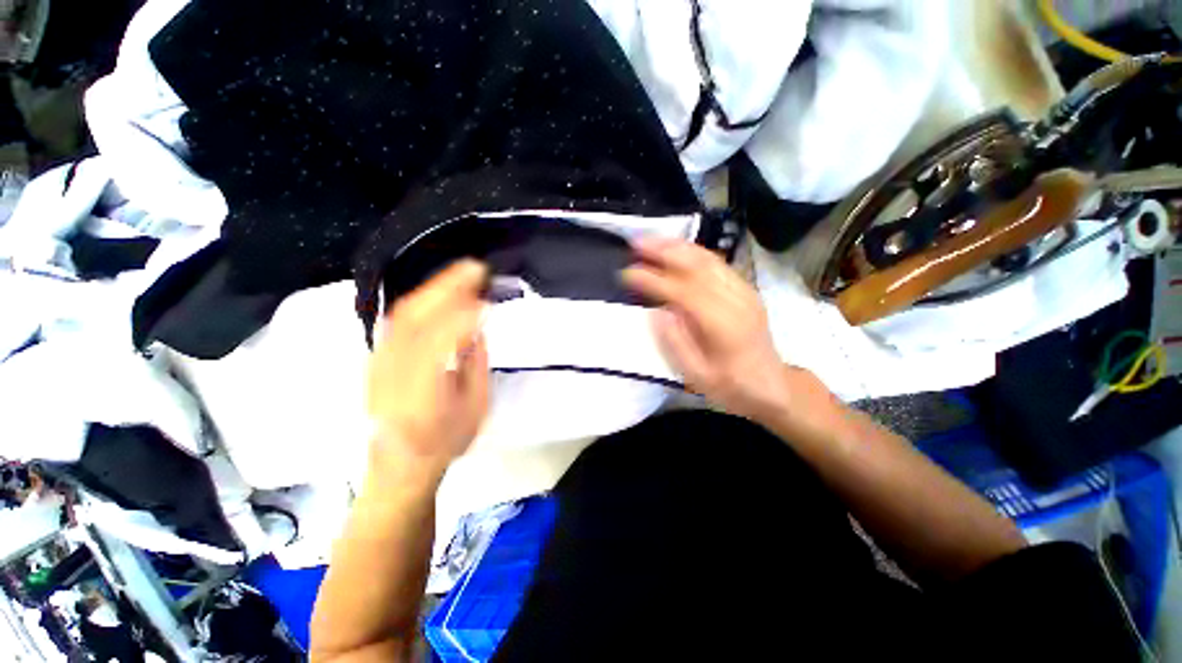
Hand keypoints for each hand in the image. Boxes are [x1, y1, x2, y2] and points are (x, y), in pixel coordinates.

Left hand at [367, 260, 489, 472]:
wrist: (398, 465)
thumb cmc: (444, 442)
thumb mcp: (474, 407)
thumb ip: (476, 362)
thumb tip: (478, 326)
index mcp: (423, 387)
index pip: (443, 336)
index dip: (467, 313)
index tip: (489, 299)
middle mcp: (394, 368)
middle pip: (417, 315)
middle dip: (448, 286)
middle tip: (475, 269)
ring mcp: (380, 360)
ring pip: (403, 312)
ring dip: (433, 288)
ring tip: (460, 275)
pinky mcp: (376, 358)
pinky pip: (397, 320)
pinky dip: (419, 301)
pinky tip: (435, 294)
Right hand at [621, 237, 820, 422]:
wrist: (772, 386)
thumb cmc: (731, 386)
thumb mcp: (698, 377)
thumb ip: (677, 343)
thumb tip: (658, 311)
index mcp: (724, 324)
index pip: (683, 291)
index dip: (653, 279)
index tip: (627, 273)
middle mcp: (736, 300)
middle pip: (697, 265)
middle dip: (663, 251)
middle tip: (635, 243)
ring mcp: (744, 291)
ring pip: (707, 258)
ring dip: (676, 246)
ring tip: (650, 240)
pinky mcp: (745, 289)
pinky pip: (716, 263)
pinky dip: (692, 252)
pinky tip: (675, 250)